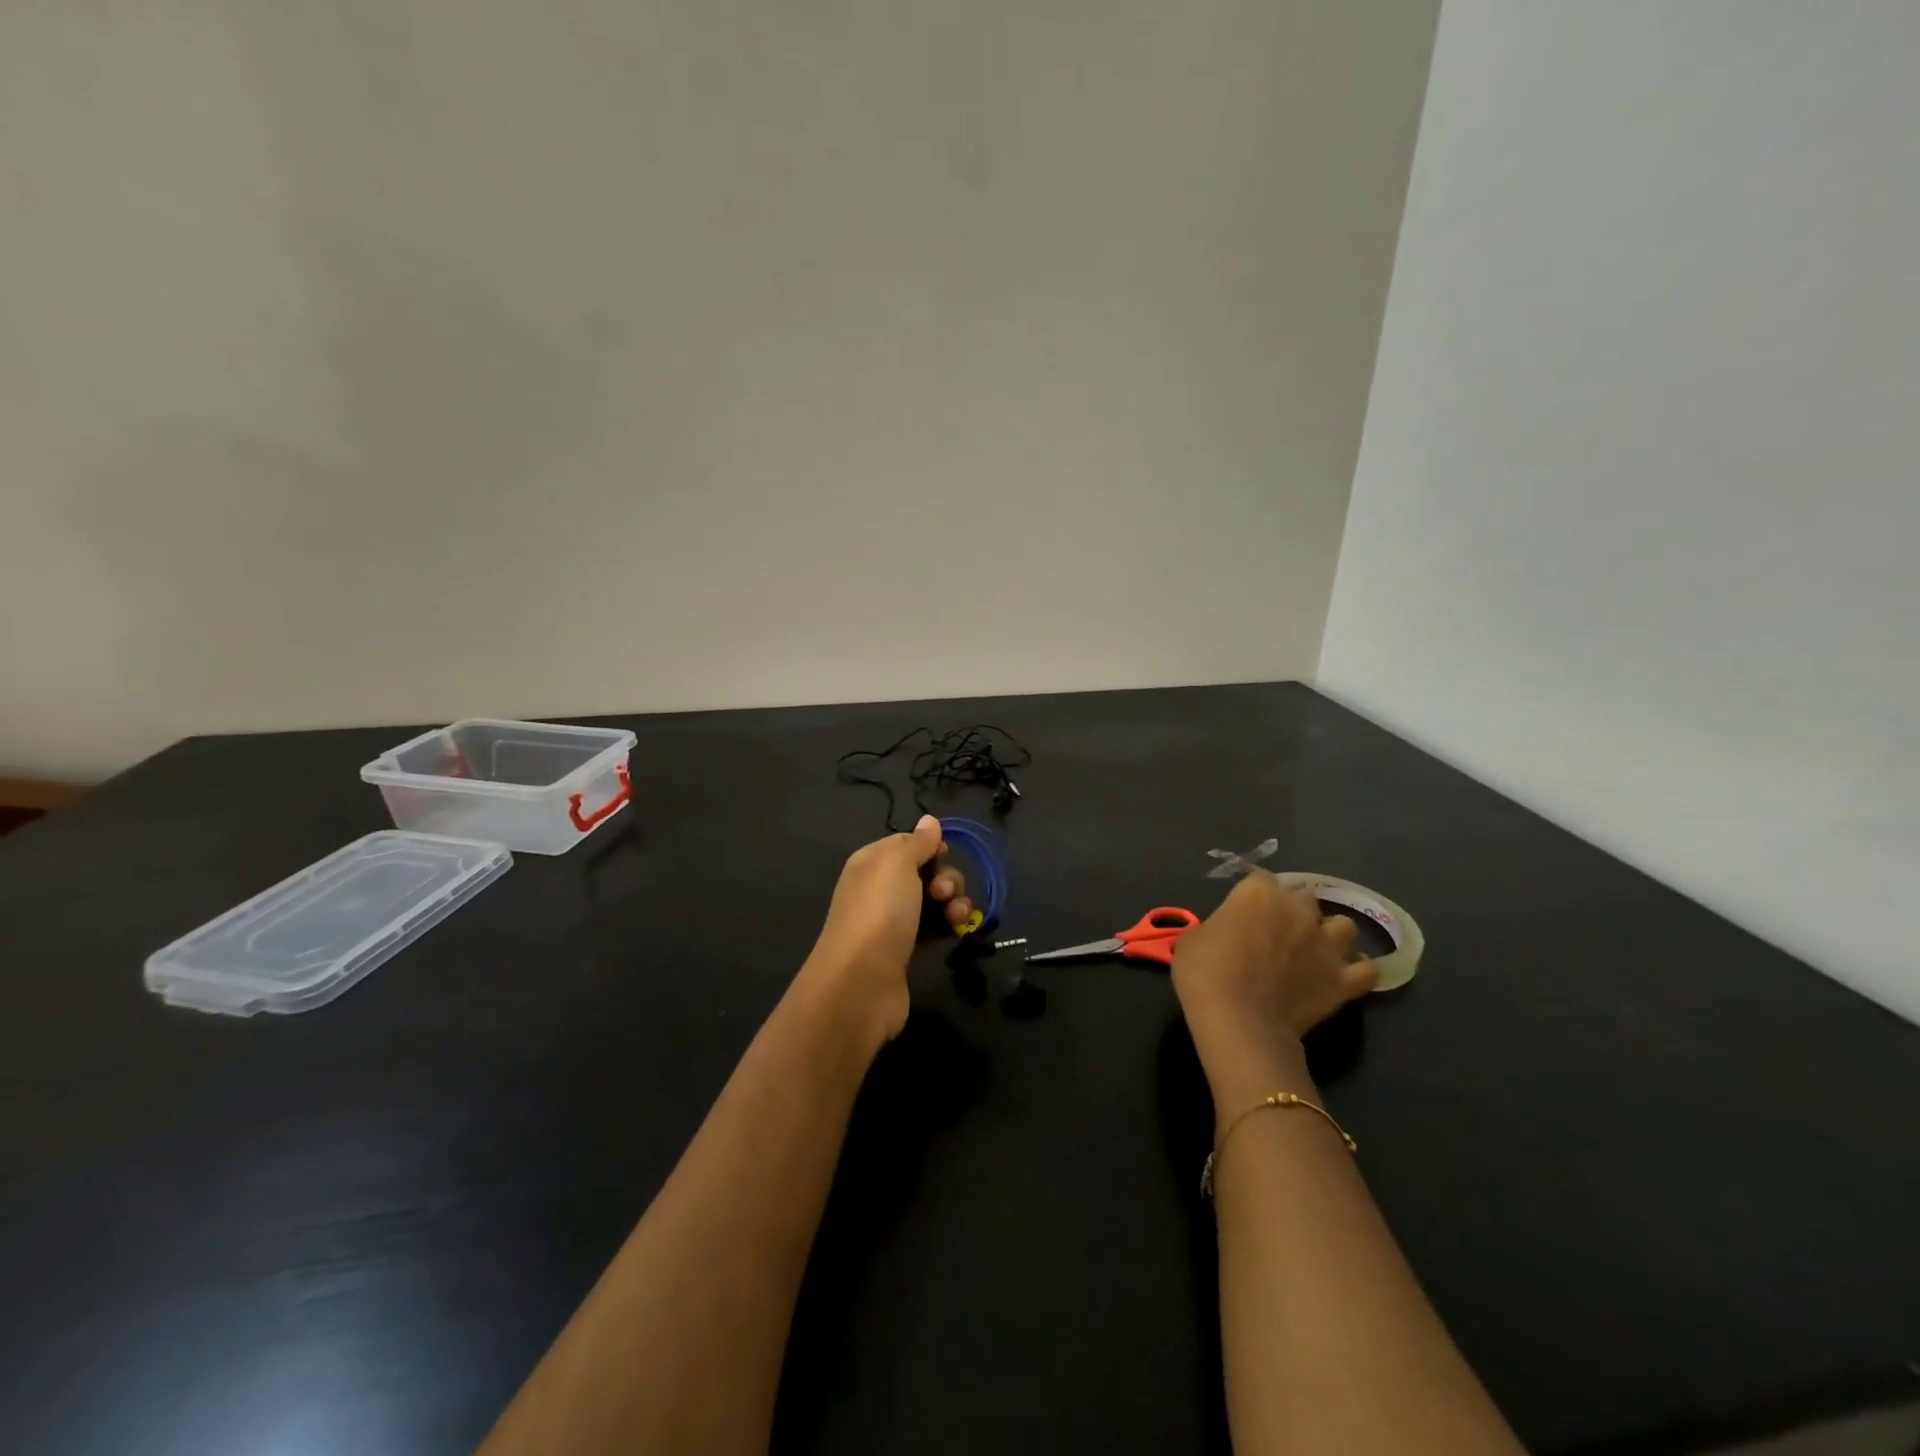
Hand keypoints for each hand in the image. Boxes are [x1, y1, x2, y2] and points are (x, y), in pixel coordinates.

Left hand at [802, 815, 971, 1046]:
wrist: (860, 984)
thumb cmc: (879, 913)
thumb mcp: (897, 864)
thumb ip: (917, 842)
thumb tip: (930, 820)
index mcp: (872, 862)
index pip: (908, 843)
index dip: (931, 847)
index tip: (944, 856)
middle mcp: (880, 888)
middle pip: (926, 871)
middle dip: (946, 877)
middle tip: (944, 893)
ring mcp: (893, 921)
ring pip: (935, 900)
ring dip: (954, 902)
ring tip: (956, 916)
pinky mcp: (907, 949)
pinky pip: (935, 927)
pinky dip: (950, 925)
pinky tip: (959, 931)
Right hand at [1171, 872, 1376, 1102]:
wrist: (1237, 1020)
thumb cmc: (1205, 972)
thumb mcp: (1194, 938)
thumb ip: (1217, 926)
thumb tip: (1226, 934)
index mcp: (1259, 892)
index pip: (1261, 879)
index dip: (1252, 896)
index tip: (1242, 912)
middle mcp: (1299, 910)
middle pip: (1304, 897)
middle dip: (1292, 911)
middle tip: (1274, 933)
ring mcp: (1326, 944)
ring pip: (1344, 926)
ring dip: (1330, 934)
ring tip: (1314, 951)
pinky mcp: (1343, 980)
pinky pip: (1366, 970)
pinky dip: (1357, 970)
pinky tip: (1342, 975)